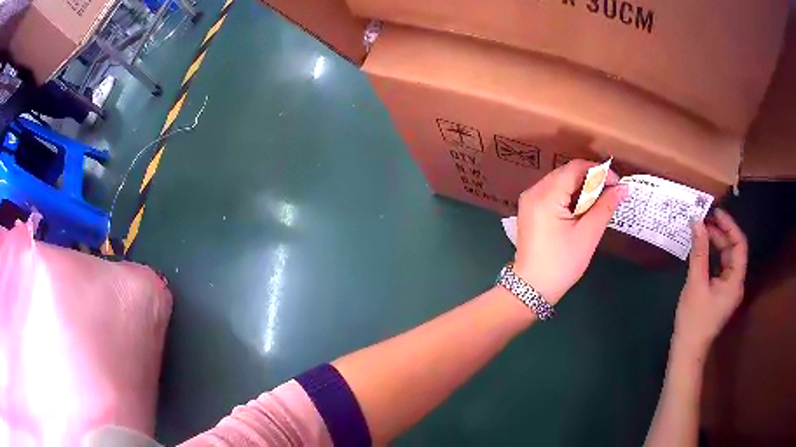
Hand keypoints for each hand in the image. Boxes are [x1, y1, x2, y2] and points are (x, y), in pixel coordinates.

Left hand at [513, 160, 626, 303]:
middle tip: (611, 193)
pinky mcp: (529, 210)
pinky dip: (569, 196)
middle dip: (591, 179)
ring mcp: (529, 200)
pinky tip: (582, 208)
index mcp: (545, 195)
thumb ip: (605, 207)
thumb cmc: (562, 263)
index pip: (575, 168)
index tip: (616, 183)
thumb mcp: (588, 235)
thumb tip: (622, 188)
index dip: (598, 171)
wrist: (532, 288)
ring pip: (560, 182)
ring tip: (599, 202)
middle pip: (566, 173)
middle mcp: (533, 191)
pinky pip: (552, 193)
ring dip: (581, 188)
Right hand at [674, 209, 746, 354]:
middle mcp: (736, 283)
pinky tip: (702, 251)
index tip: (715, 212)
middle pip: (734, 250)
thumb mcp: (695, 283)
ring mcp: (729, 289)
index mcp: (735, 281)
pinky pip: (721, 268)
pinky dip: (713, 256)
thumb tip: (697, 222)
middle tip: (704, 220)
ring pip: (727, 258)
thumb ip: (699, 252)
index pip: (739, 245)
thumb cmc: (694, 320)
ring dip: (716, 243)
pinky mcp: (721, 293)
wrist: (687, 350)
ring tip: (701, 232)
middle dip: (721, 233)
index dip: (730, 226)